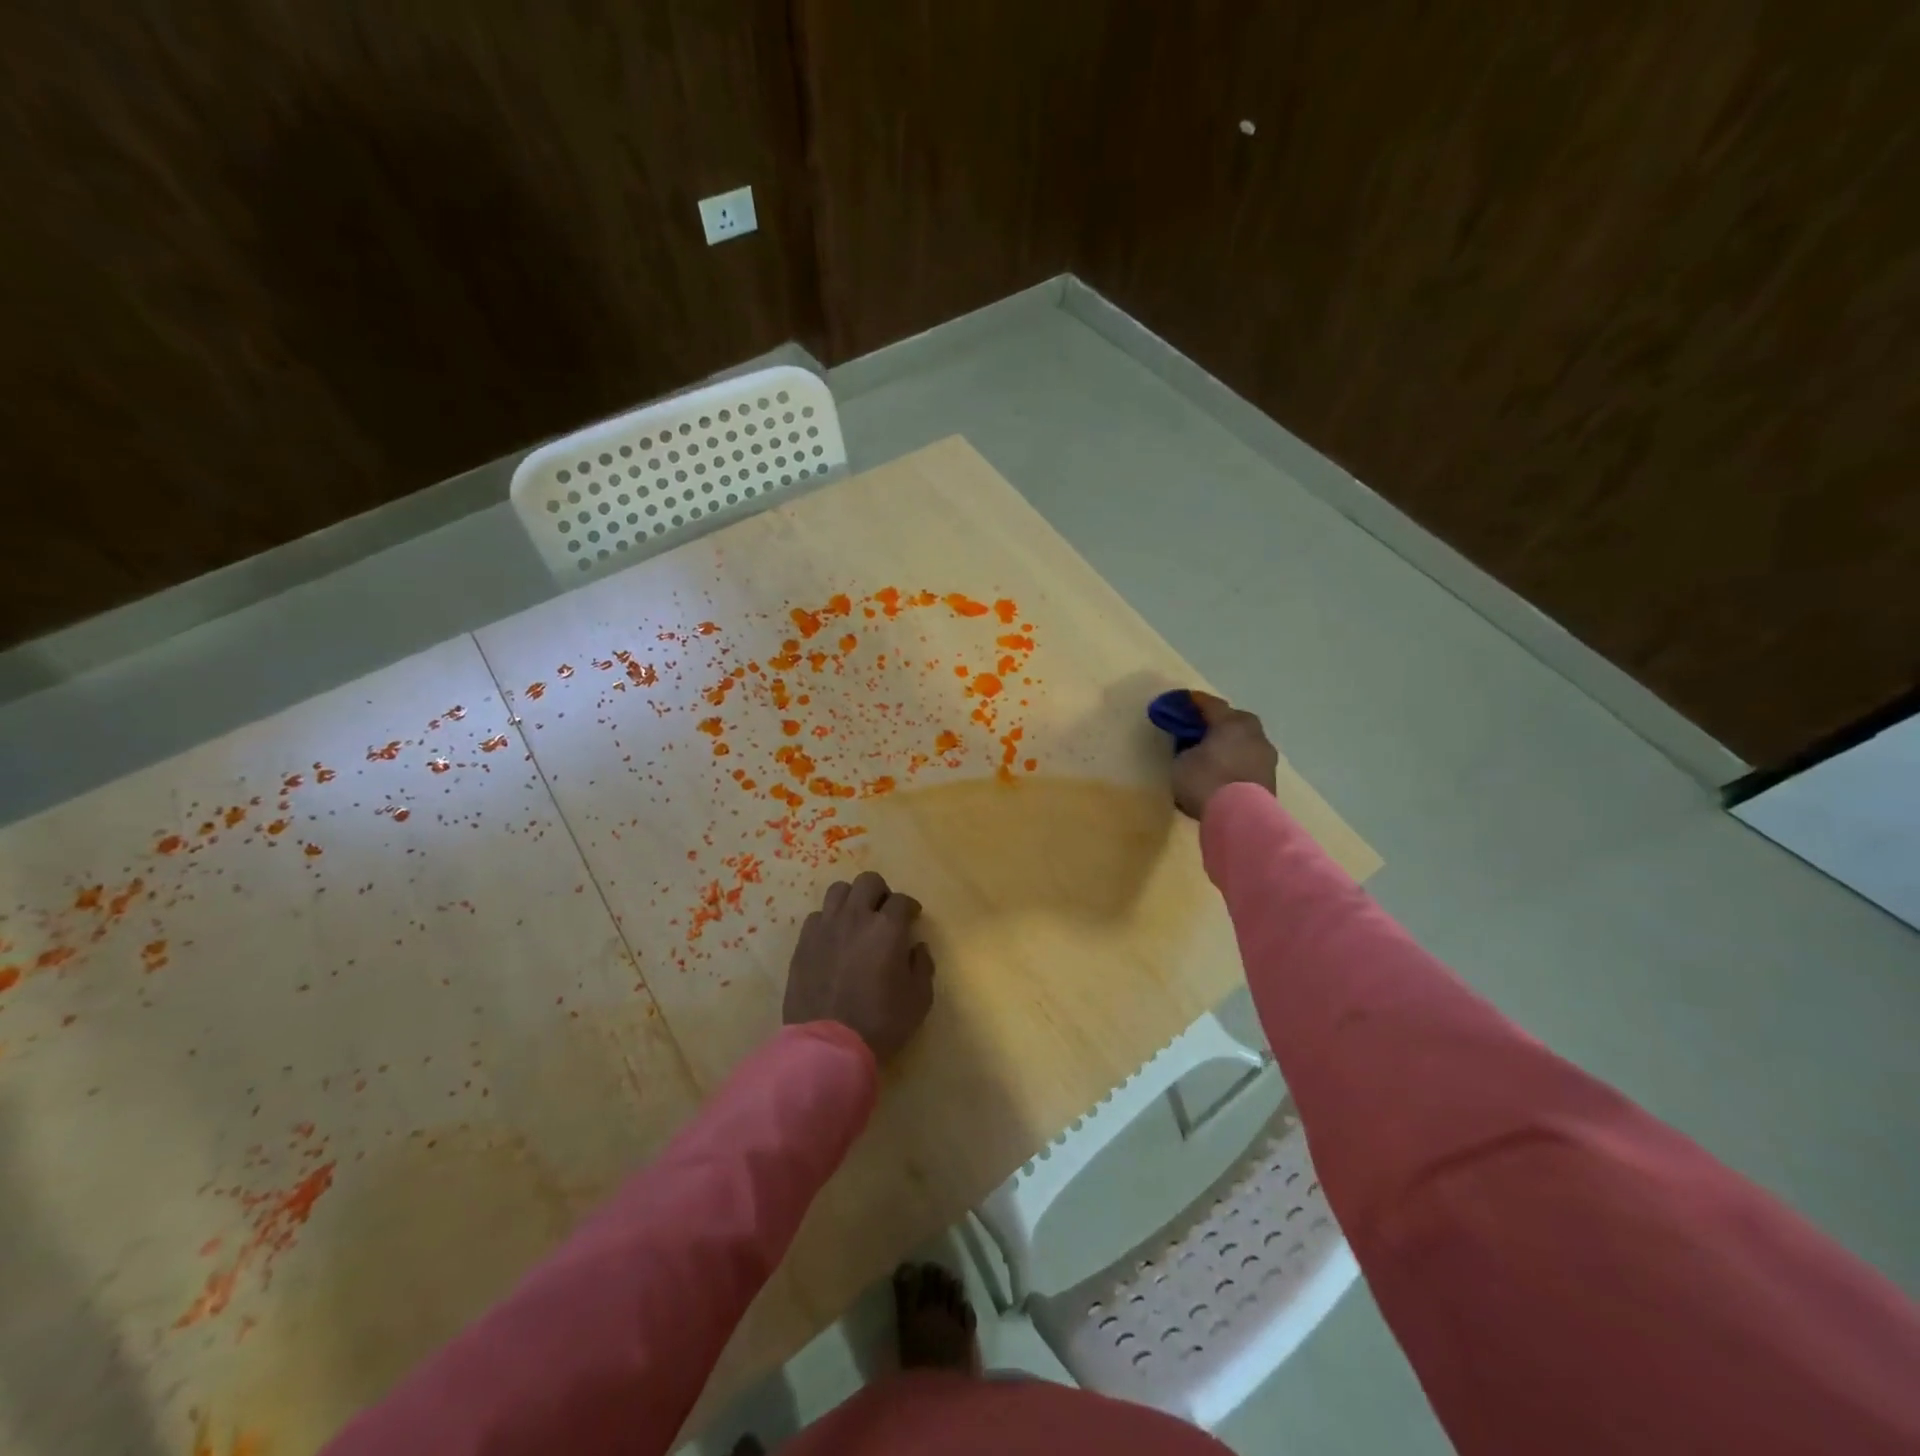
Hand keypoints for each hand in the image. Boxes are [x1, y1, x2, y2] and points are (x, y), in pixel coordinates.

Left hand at [783, 871, 934, 1062]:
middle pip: (868, 882)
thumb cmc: (880, 1023)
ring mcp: (825, 927)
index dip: (909, 907)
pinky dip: (828, 920)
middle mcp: (855, 918)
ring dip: (852, 899)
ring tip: (856, 918)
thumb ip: (922, 966)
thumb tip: (916, 947)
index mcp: (887, 928)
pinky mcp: (803, 943)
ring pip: (838, 891)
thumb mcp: (919, 1000)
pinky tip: (833, 938)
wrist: (829, 1046)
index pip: (902, 900)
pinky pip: (817, 916)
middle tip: (884, 912)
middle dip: (881, 892)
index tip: (912, 918)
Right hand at [1170, 690, 1278, 820]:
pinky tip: (1226, 773)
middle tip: (1204, 728)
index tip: (1186, 699)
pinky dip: (1238, 763)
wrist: (1240, 816)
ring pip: (1246, 742)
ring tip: (1216, 754)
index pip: (1212, 705)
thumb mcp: (1182, 761)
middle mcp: (1254, 734)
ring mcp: (1266, 757)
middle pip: (1236, 720)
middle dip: (1221, 722)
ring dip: (1232, 744)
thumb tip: (1195, 748)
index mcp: (1232, 722)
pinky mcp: (1270, 779)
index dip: (1196, 702)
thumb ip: (1188, 748)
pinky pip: (1250, 762)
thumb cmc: (1205, 780)